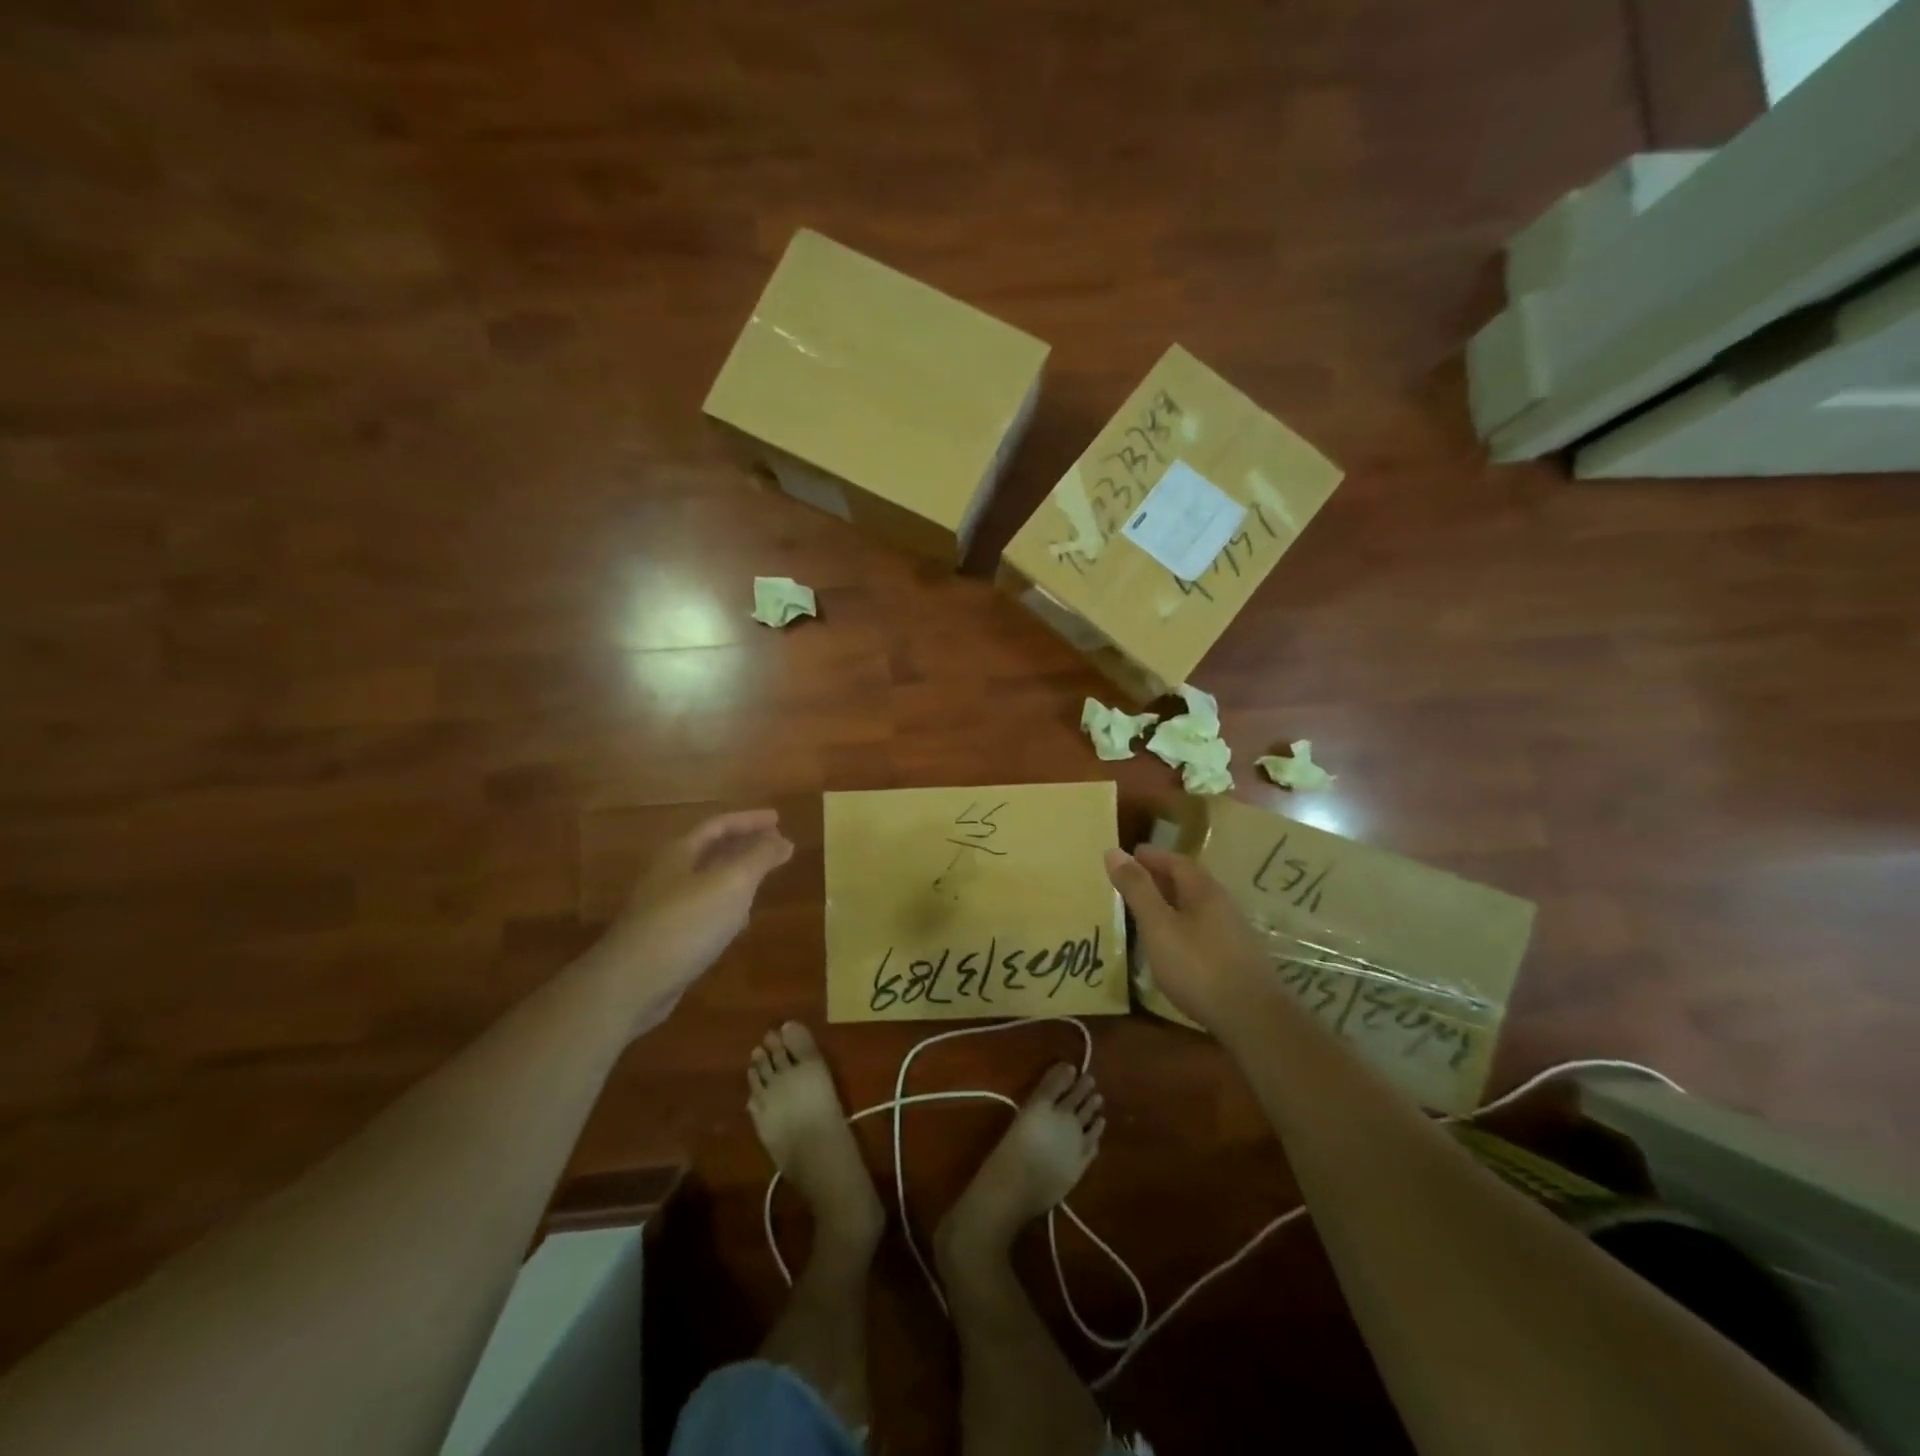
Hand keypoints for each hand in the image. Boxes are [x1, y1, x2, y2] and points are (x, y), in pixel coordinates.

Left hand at [606, 809, 794, 1032]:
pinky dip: (726, 907)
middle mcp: (669, 874)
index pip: (719, 824)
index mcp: (680, 852)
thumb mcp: (732, 883)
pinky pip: (703, 911)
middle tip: (776, 846)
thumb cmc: (686, 923)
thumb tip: (783, 840)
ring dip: (737, 876)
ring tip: (763, 879)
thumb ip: (759, 858)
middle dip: (744, 845)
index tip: (779, 819)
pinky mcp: (666, 938)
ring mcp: (664, 907)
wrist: (631, 984)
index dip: (750, 820)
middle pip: (711, 850)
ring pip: (708, 881)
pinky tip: (739, 922)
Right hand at [1104, 846, 1272, 1030]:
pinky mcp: (1238, 958)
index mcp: (1204, 891)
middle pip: (1190, 881)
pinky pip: (1204, 927)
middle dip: (1162, 876)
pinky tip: (1174, 943)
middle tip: (1134, 879)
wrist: (1252, 1018)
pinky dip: (1183, 924)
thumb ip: (1137, 889)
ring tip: (1149, 910)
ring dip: (1173, 901)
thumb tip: (1114, 851)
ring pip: (1198, 906)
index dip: (1152, 856)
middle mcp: (1223, 904)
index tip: (1130, 854)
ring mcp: (1234, 932)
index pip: (1177, 861)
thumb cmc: (1198, 966)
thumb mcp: (1158, 926)